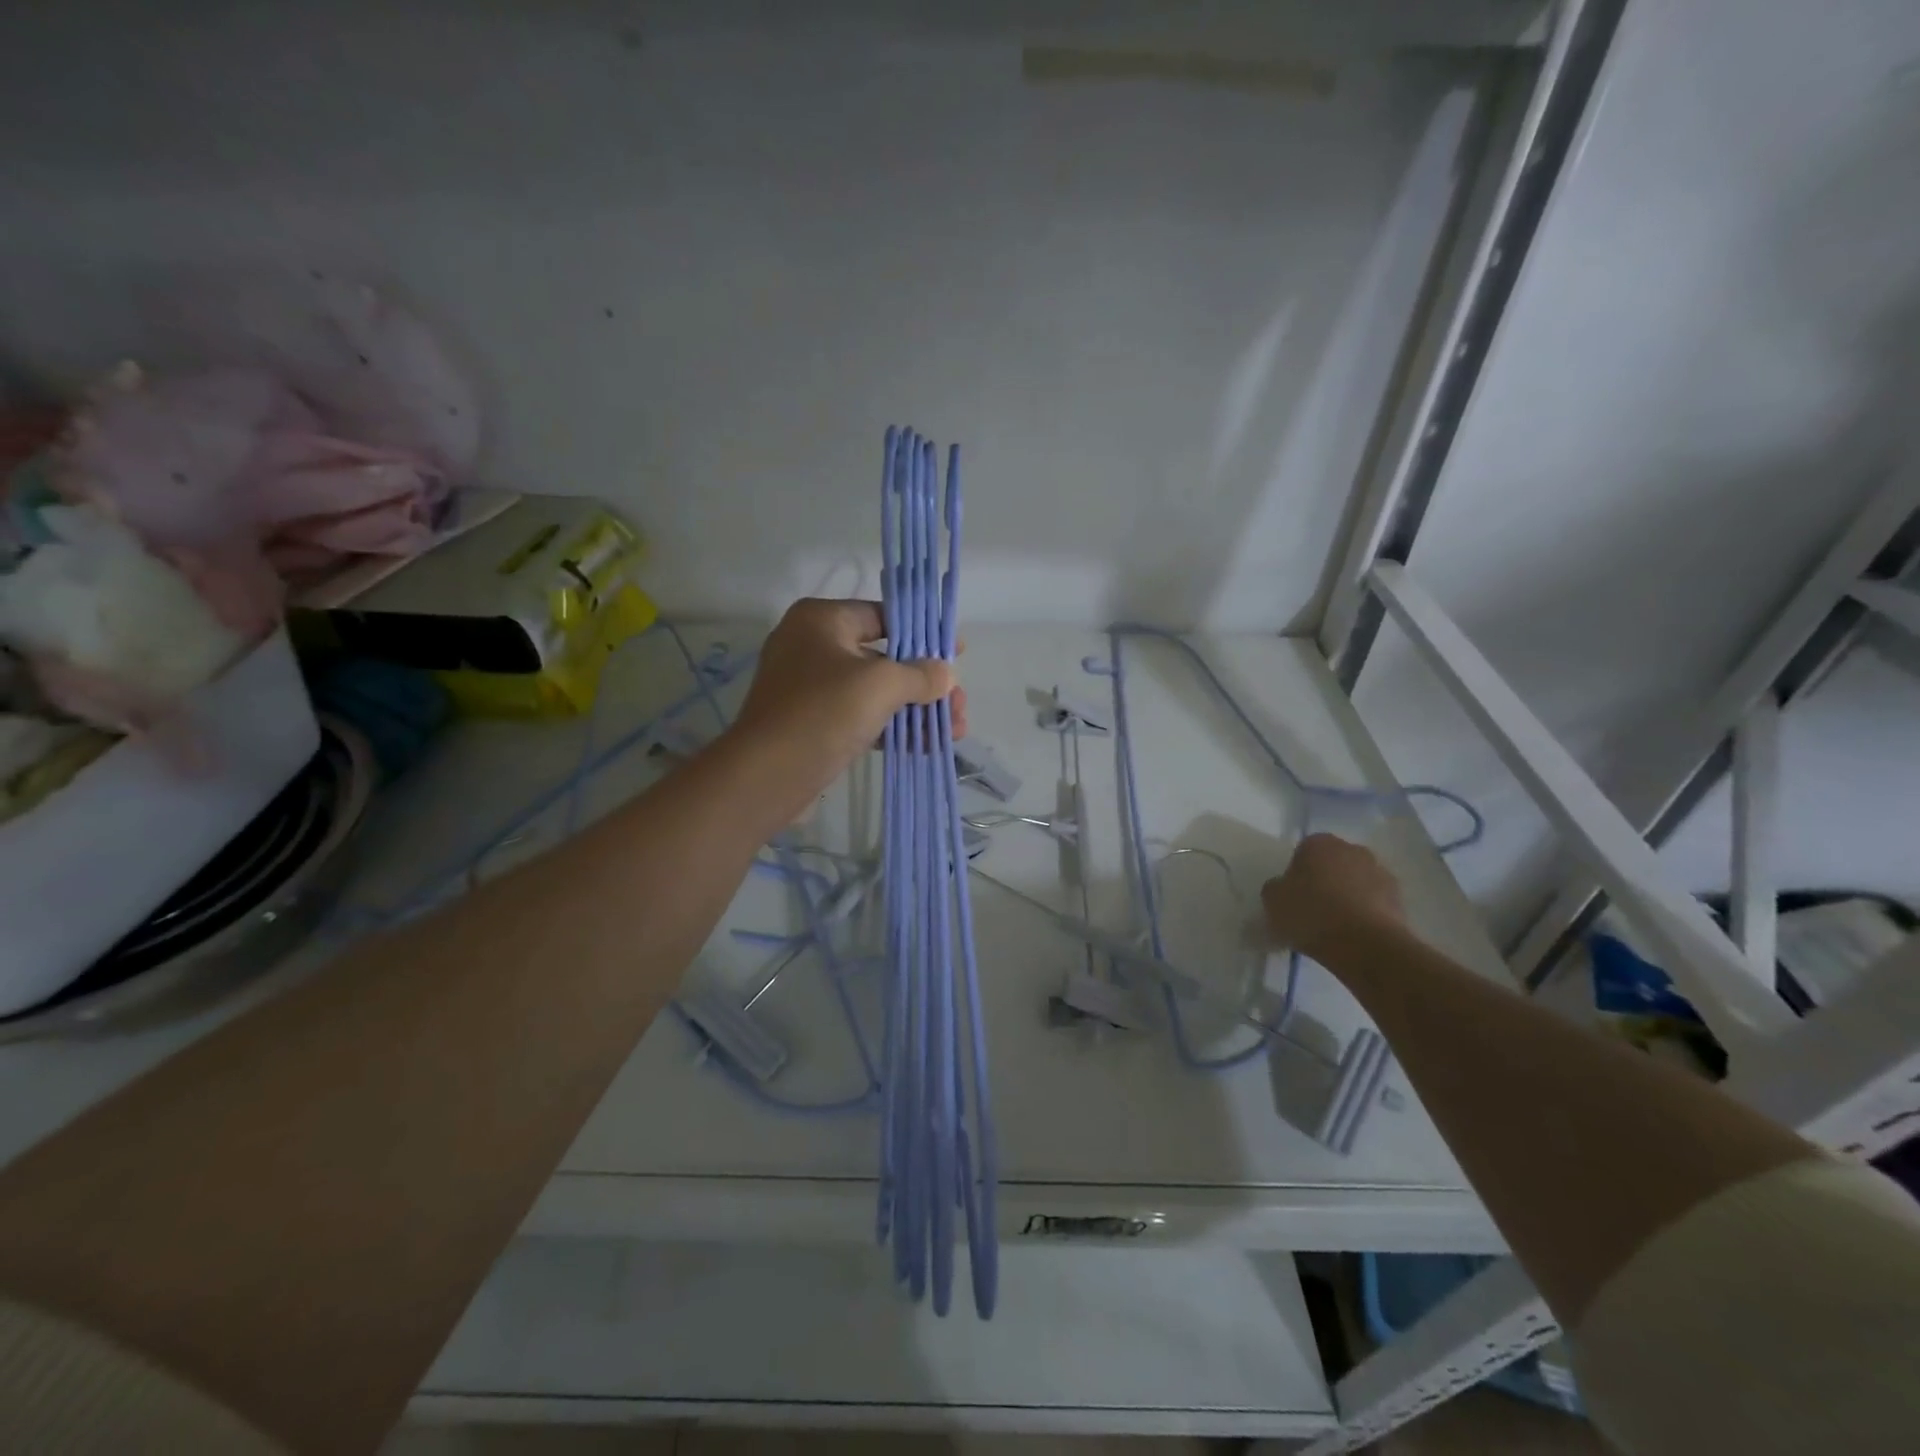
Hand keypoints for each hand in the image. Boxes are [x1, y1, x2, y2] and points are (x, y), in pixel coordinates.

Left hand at [729, 598, 964, 800]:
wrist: (766, 776)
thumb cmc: (823, 712)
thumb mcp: (880, 685)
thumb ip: (919, 675)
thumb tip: (946, 675)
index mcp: (821, 620)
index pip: (883, 615)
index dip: (922, 633)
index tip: (956, 651)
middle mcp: (813, 646)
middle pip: (884, 657)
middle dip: (925, 683)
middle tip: (958, 705)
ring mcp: (811, 687)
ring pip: (875, 692)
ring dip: (915, 710)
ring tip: (953, 731)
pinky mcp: (814, 723)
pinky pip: (862, 717)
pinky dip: (892, 728)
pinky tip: (927, 745)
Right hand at [1261, 834, 1404, 961]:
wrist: (1365, 945)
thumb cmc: (1311, 914)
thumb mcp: (1272, 900)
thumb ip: (1276, 888)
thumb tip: (1283, 888)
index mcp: (1319, 843)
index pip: (1303, 851)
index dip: (1297, 873)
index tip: (1293, 895)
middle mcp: (1353, 850)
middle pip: (1334, 863)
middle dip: (1325, 880)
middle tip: (1313, 908)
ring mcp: (1381, 873)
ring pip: (1357, 882)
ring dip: (1348, 896)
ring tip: (1335, 926)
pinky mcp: (1400, 899)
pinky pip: (1374, 903)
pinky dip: (1366, 914)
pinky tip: (1354, 936)